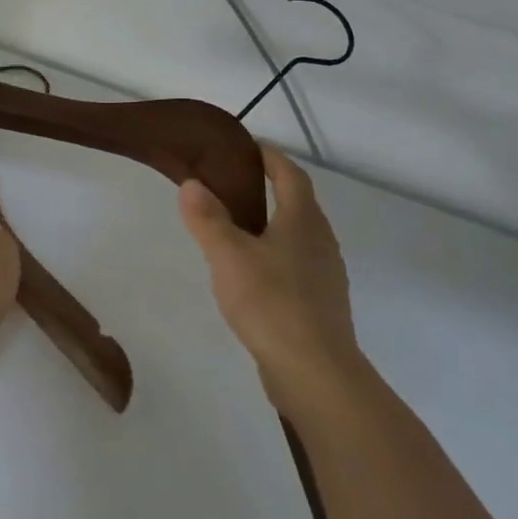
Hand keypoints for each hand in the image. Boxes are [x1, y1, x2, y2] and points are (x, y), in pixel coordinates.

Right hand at [180, 145, 363, 416]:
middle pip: (298, 204)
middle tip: (233, 187)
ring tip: (237, 230)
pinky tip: (253, 277)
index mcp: (303, 220)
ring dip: (272, 226)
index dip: (271, 158)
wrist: (314, 371)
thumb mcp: (228, 256)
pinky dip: (276, 258)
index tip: (248, 147)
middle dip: (271, 190)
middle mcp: (321, 241)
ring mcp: (325, 275)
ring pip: (298, 237)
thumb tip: (191, 183)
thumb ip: (208, 219)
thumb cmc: (271, 302)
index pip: (290, 175)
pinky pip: (297, 267)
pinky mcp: (321, 305)